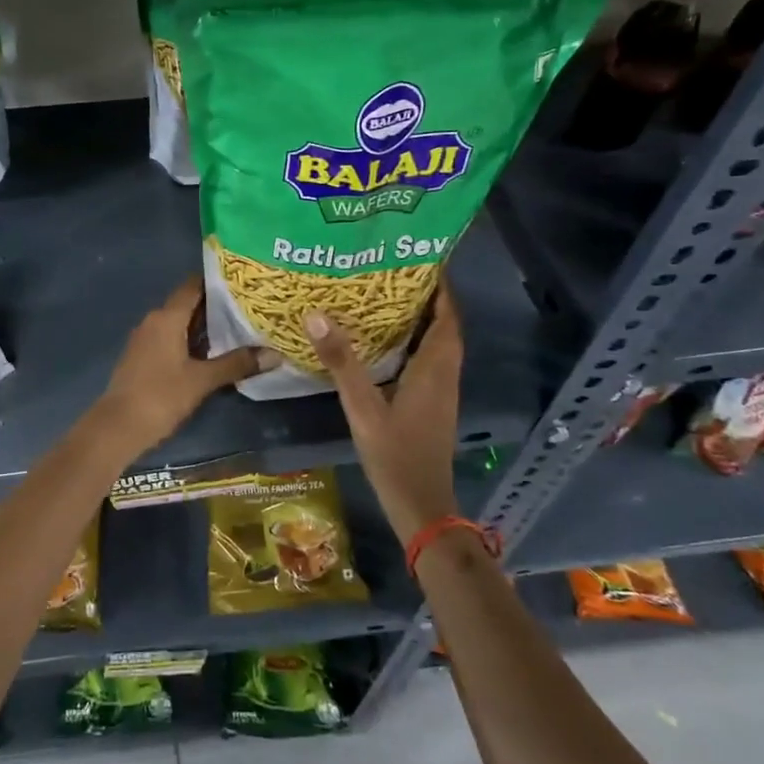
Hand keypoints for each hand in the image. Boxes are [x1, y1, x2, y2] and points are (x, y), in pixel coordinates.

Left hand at [94, 277, 274, 456]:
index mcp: (166, 317)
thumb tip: (274, 354)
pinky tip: (210, 354)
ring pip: (178, 324)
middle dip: (215, 307)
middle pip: (187, 304)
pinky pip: (169, 339)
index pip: (193, 286)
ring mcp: (144, 339)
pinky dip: (190, 341)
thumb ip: (236, 364)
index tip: (242, 283)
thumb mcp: (202, 380)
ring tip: (236, 330)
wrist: (118, 427)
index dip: (216, 282)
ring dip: (203, 327)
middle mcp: (153, 321)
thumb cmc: (161, 396)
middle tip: (248, 308)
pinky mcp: (141, 357)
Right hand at [306, 278, 461, 544]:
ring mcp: (442, 391)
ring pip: (438, 344)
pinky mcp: (433, 404)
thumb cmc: (395, 454)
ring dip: (422, 320)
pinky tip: (387, 343)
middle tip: (395, 272)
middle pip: (445, 326)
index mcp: (435, 369)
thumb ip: (342, 362)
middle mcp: (446, 374)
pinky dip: (415, 342)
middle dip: (428, 297)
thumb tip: (317, 314)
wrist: (421, 505)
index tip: (421, 258)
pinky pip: (430, 360)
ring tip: (388, 298)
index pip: (447, 316)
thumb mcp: (363, 407)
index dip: (440, 287)